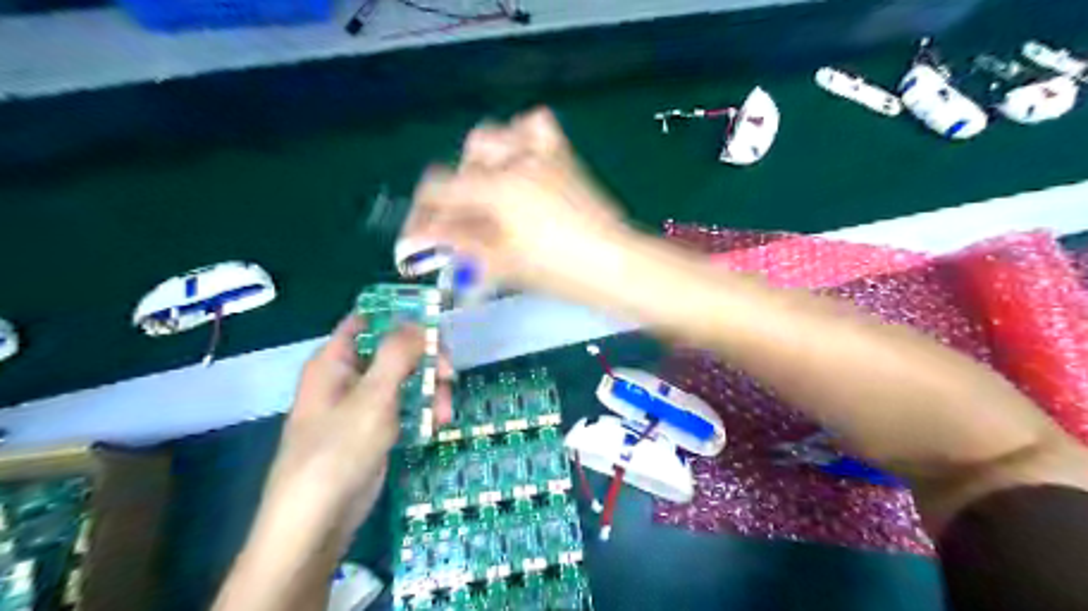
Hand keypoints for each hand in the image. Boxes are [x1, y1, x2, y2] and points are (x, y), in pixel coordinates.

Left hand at [260, 317, 453, 545]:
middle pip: (393, 350)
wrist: (316, 523)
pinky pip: (404, 407)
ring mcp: (362, 405)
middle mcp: (347, 377)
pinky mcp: (374, 429)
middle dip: (425, 360)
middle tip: (450, 374)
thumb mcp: (372, 398)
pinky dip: (423, 411)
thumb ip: (397, 355)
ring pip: (405, 380)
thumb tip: (420, 323)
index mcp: (334, 361)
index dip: (400, 316)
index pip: (368, 320)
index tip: (436, 322)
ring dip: (430, 390)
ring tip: (446, 412)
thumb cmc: (337, 452)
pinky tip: (438, 424)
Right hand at [405, 107, 628, 301]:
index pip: (439, 188)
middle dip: (452, 192)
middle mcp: (515, 160)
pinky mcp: (563, 157)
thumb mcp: (503, 262)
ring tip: (487, 194)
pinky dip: (519, 139)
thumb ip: (458, 244)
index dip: (422, 213)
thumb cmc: (559, 271)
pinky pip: (536, 127)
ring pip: (493, 137)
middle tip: (458, 224)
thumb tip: (420, 237)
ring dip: (479, 163)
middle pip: (462, 162)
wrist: (615, 265)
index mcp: (496, 188)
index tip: (419, 237)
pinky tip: (518, 163)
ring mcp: (541, 154)